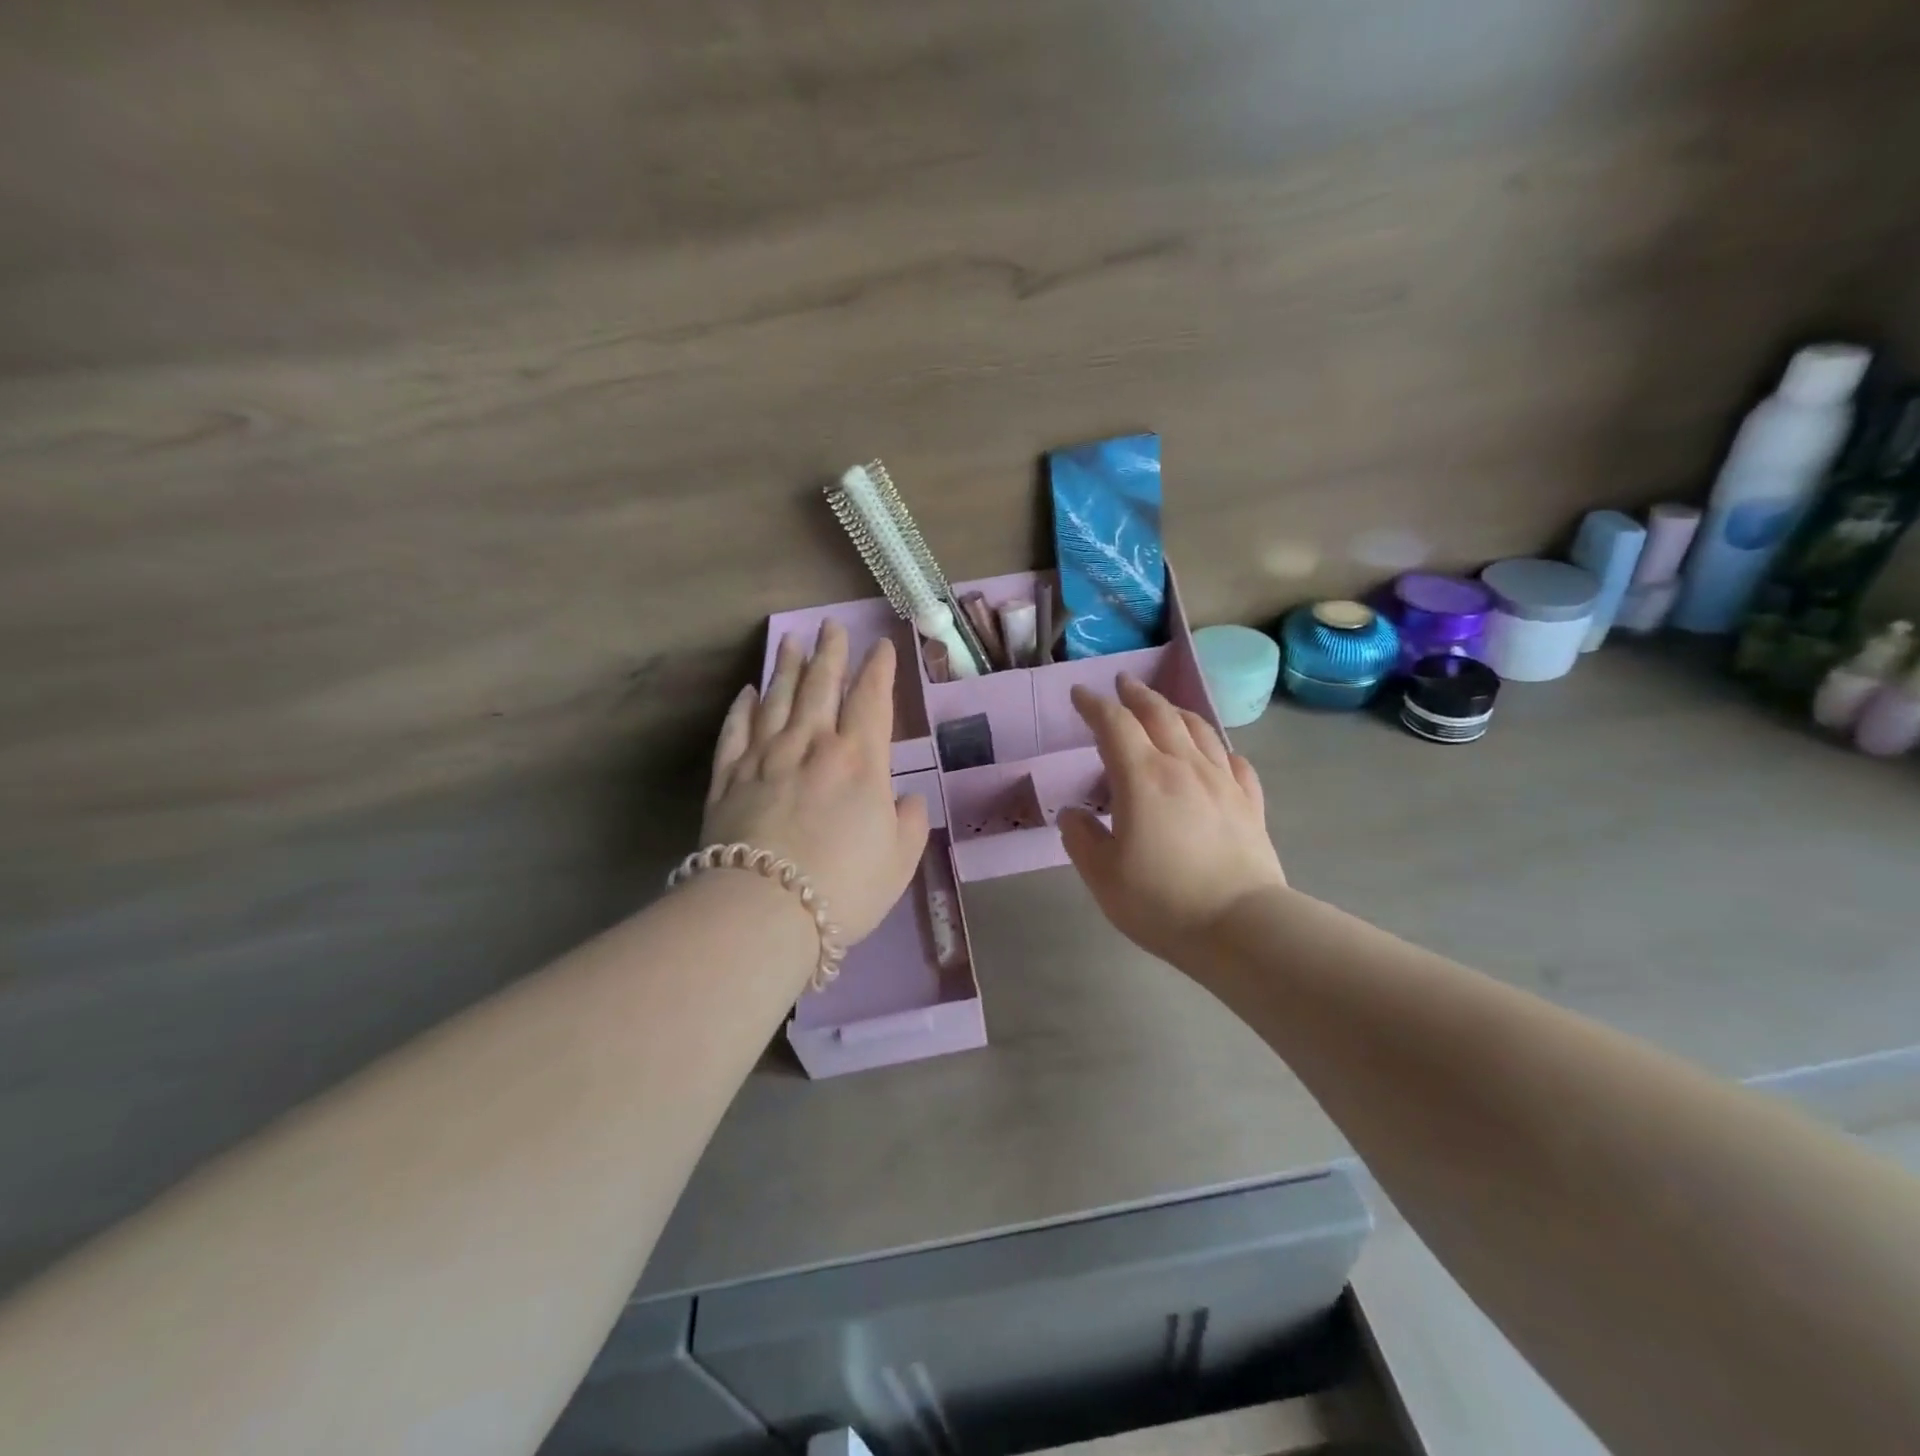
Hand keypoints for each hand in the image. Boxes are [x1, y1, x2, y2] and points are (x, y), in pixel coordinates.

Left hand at [702, 622, 929, 943]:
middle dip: (829, 653)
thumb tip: (907, 800)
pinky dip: (742, 708)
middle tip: (830, 626)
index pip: (872, 700)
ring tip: (790, 640)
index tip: (881, 645)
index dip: (879, 670)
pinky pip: (736, 731)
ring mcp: (765, 758)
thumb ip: (910, 823)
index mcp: (860, 761)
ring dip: (785, 667)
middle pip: (821, 687)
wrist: (764, 910)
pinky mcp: (728, 778)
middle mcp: (812, 746)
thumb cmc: (844, 886)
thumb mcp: (900, 861)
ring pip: (777, 699)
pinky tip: (747, 692)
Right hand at [1057, 674, 1286, 975]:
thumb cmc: (1161, 901)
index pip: (1114, 725)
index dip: (1094, 705)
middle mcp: (1183, 766)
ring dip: (1176, 711)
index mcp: (1142, 777)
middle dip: (1137, 695)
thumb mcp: (1103, 875)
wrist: (1240, 926)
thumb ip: (1082, 838)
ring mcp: (1222, 782)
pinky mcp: (1249, 804)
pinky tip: (1216, 754)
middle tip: (1123, 683)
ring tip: (1164, 708)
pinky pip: (1235, 762)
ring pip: (1200, 730)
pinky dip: (1219, 749)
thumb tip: (1074, 815)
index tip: (1080, 694)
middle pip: (1160, 714)